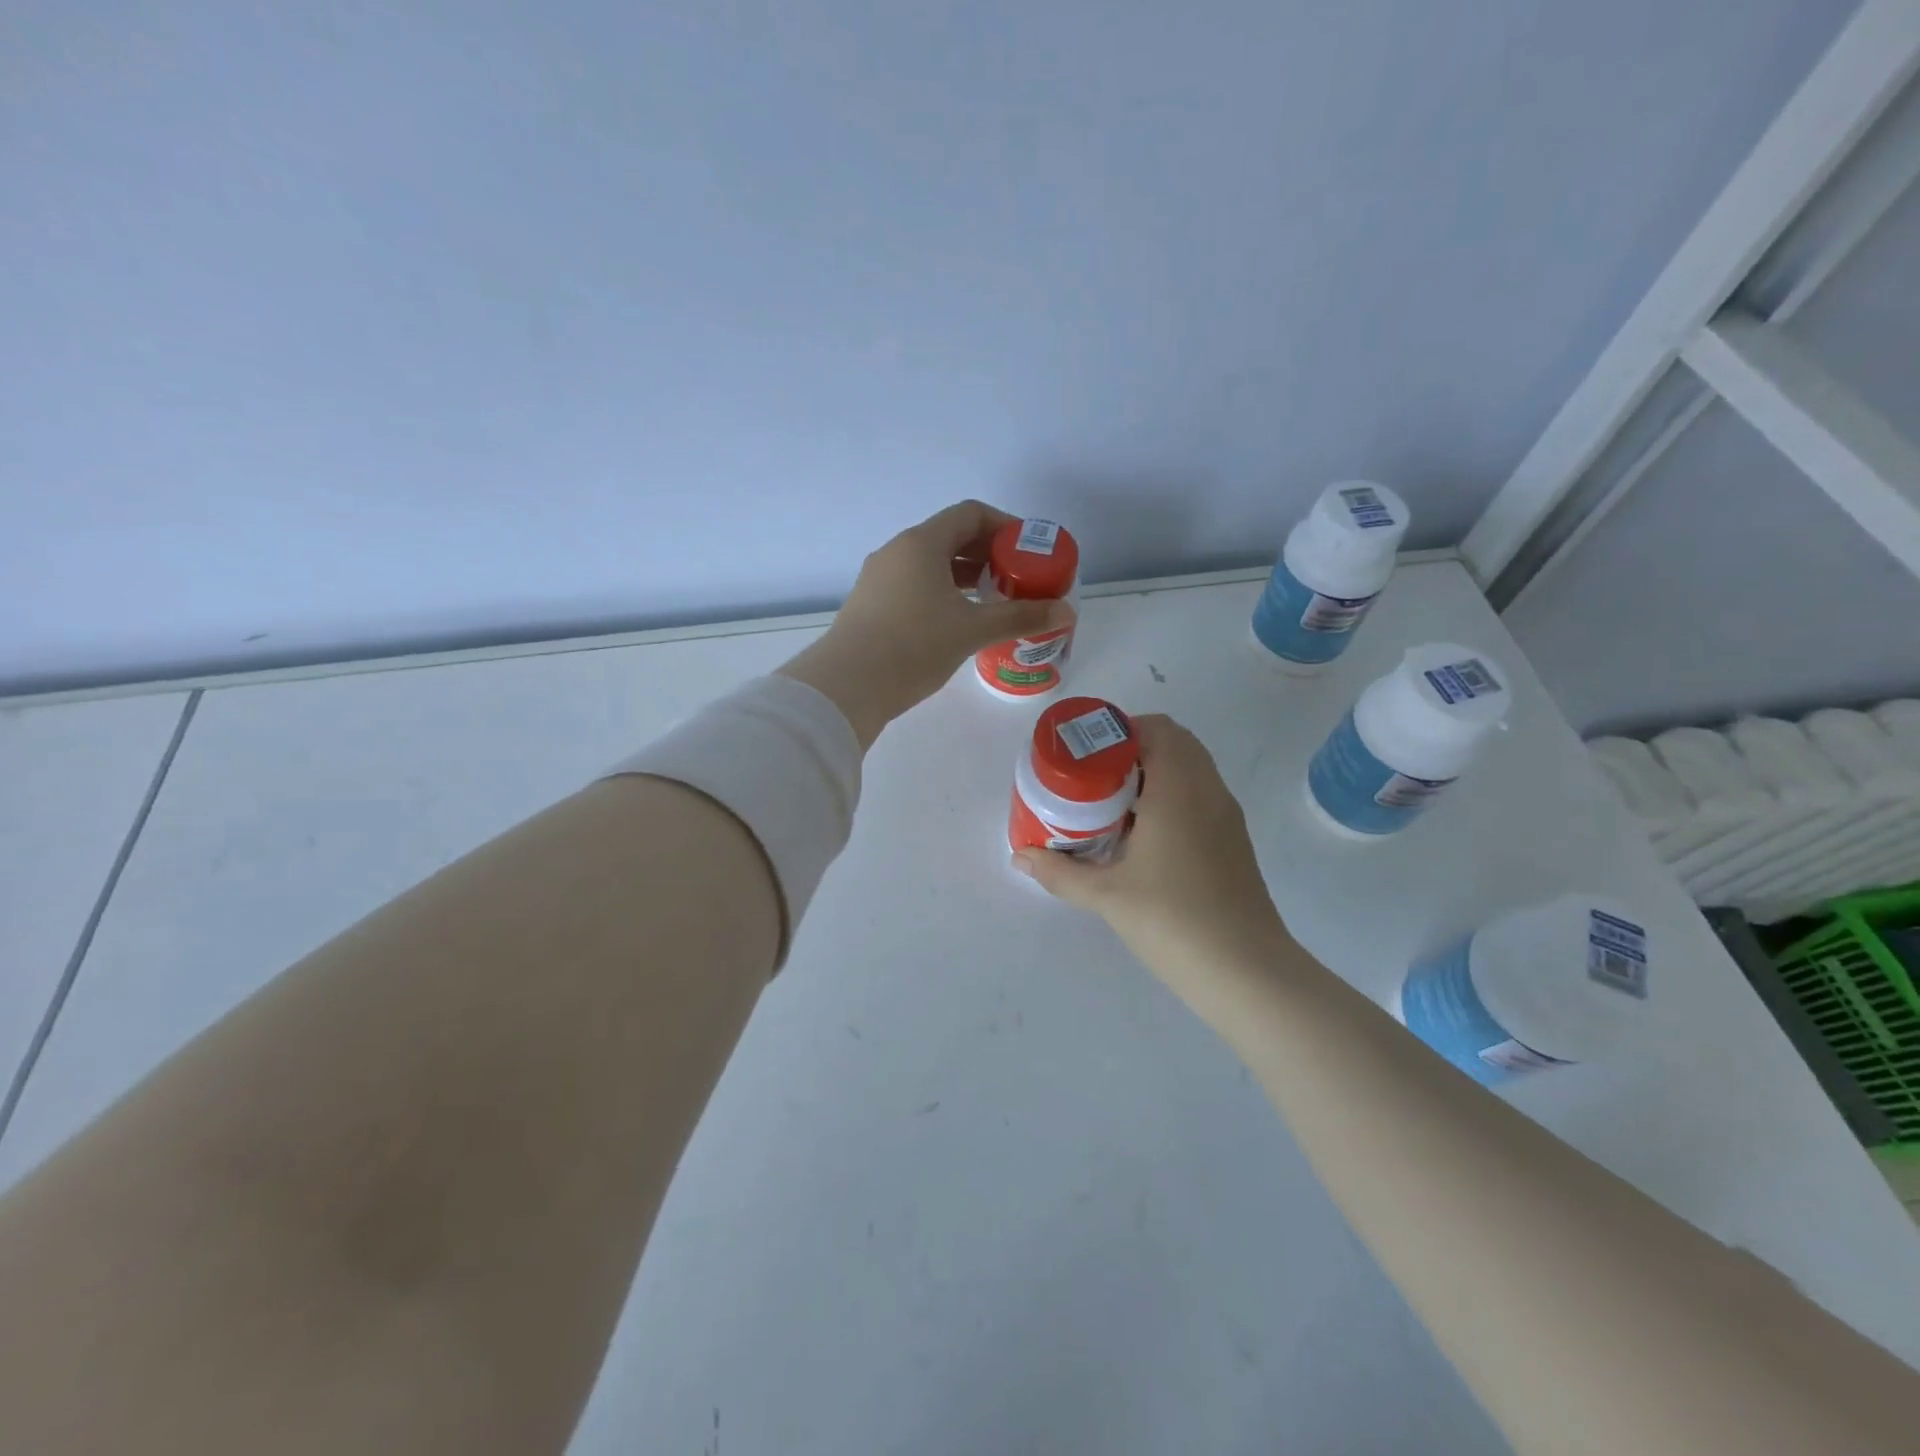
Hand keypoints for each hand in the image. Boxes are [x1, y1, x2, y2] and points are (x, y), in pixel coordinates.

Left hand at [779, 501, 1075, 747]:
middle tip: (1014, 579)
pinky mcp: (869, 604)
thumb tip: (1067, 612)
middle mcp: (897, 551)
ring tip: (990, 600)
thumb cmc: (914, 646)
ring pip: (929, 564)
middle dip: (986, 554)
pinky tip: (954, 622)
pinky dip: (940, 592)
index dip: (1004, 526)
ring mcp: (878, 578)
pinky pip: (913, 585)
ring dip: (963, 576)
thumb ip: (1021, 617)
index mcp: (922, 543)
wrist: (847, 685)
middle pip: (949, 537)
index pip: (970, 514)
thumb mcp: (973, 630)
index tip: (1027, 550)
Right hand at [1012, 715, 1289, 987]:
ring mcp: (1226, 816)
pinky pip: (1200, 795)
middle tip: (1094, 778)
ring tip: (1112, 804)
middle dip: (1132, 750)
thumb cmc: (1172, 921)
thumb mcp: (1106, 895)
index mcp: (1179, 789)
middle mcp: (1208, 791)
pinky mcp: (1233, 840)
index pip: (1156, 728)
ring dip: (1153, 773)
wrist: (1246, 971)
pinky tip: (1142, 835)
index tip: (1087, 754)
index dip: (1119, 730)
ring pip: (1190, 769)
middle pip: (1174, 742)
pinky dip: (1172, 795)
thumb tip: (1021, 857)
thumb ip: (1059, 872)